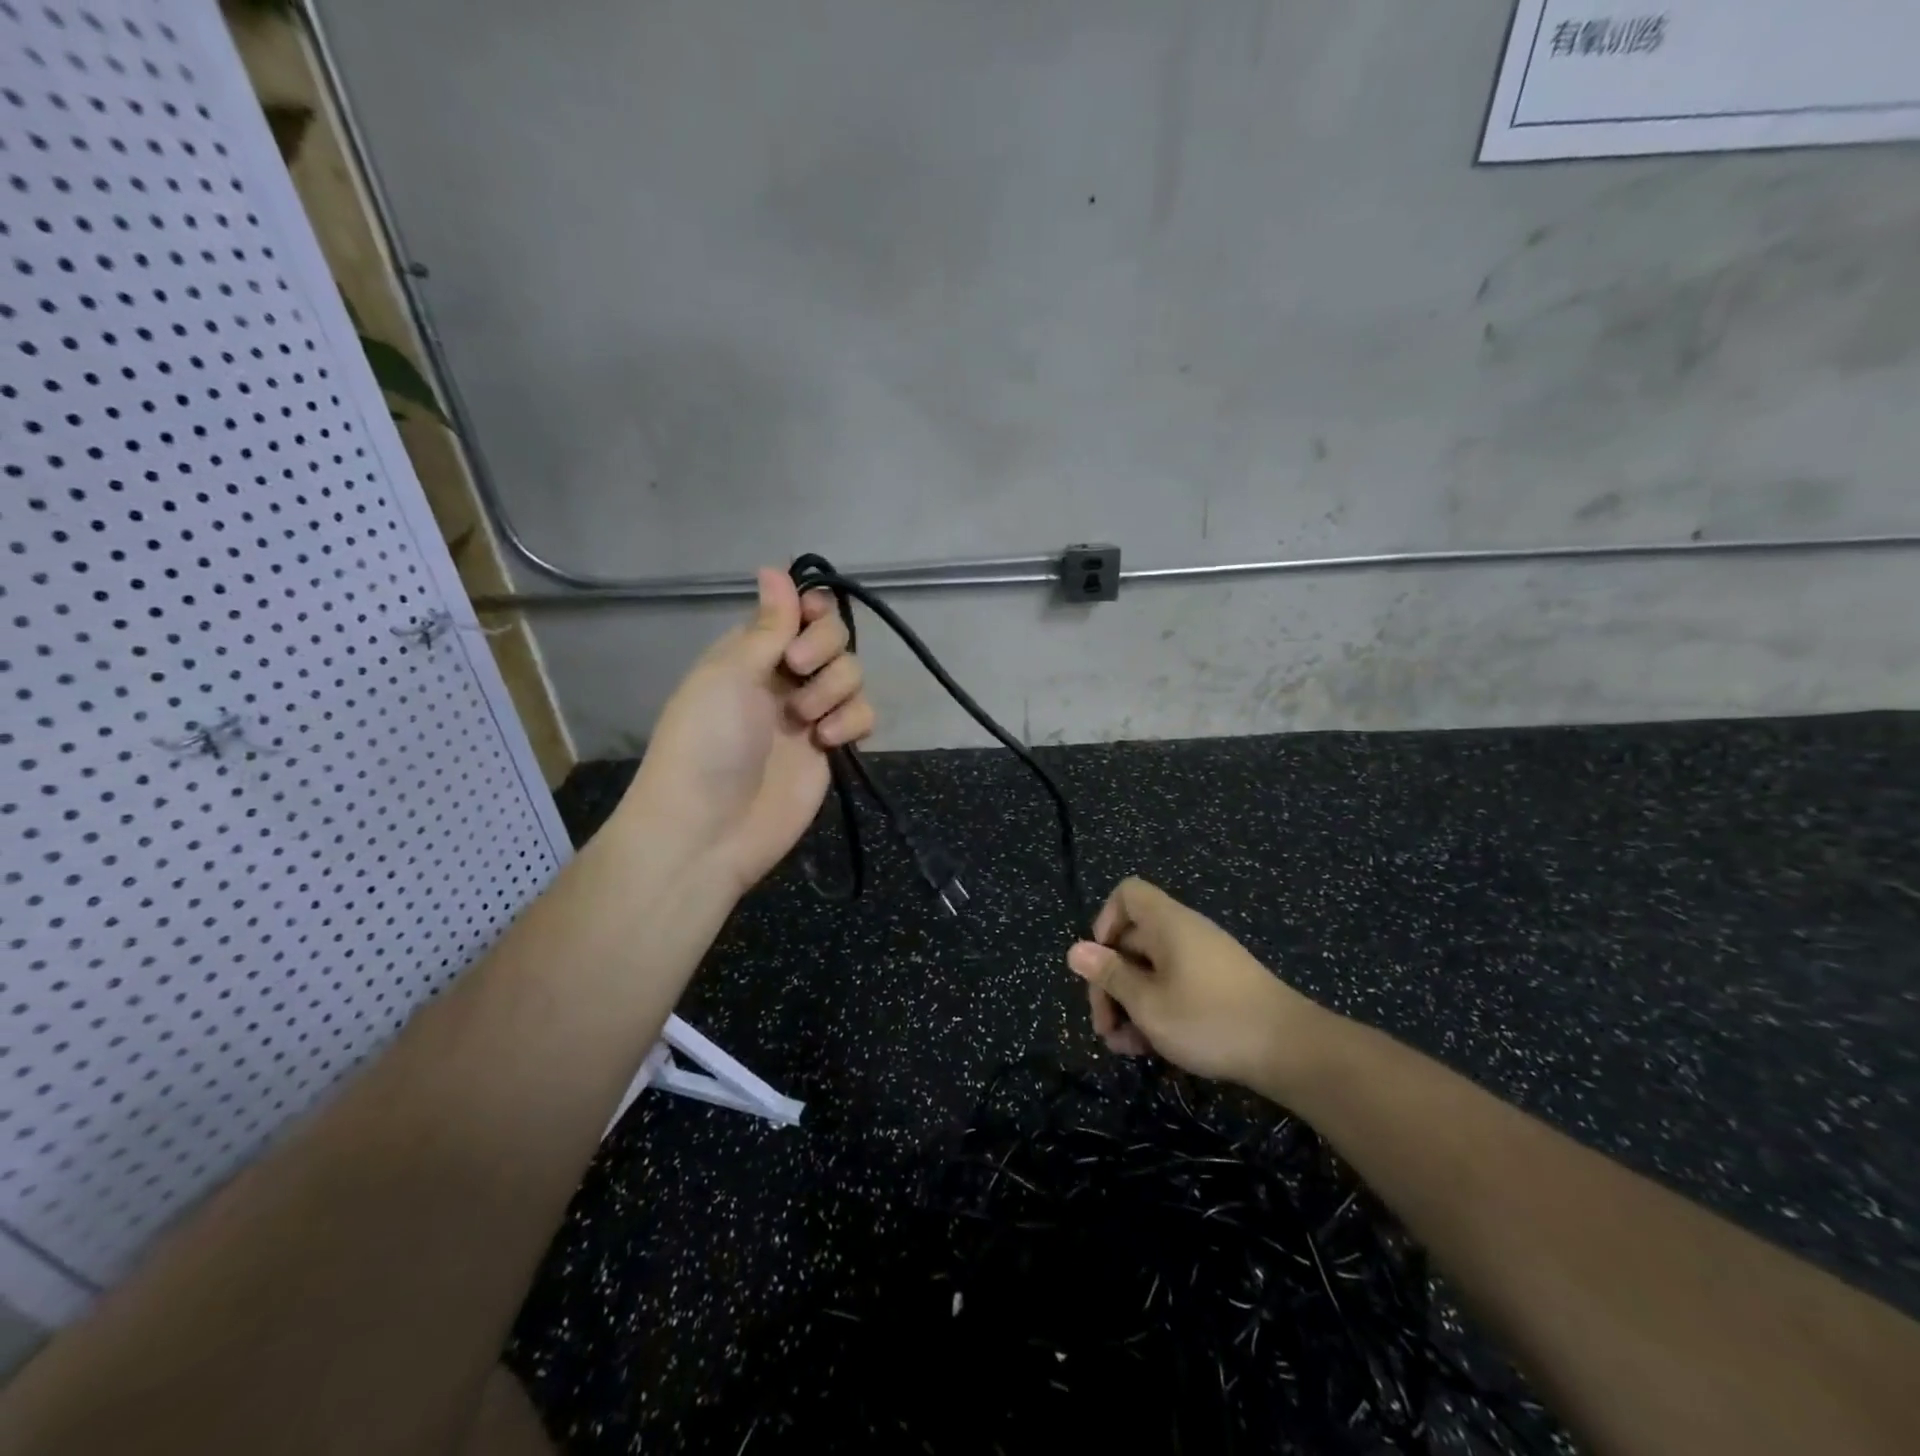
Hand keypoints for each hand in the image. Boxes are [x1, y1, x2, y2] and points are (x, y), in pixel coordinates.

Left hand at [621, 568, 875, 895]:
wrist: (710, 830)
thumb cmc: (707, 741)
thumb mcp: (729, 673)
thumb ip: (767, 625)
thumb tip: (774, 567)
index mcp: (751, 651)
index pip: (798, 610)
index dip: (812, 609)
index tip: (811, 617)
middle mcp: (783, 677)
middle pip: (834, 637)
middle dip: (824, 648)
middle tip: (798, 670)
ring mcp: (810, 713)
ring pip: (853, 674)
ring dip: (835, 689)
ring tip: (807, 722)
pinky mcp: (832, 748)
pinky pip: (863, 715)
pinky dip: (852, 722)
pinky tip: (827, 741)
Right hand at [1066, 877, 1319, 1091]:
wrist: (1291, 1050)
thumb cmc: (1209, 1019)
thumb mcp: (1148, 1003)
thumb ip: (1110, 976)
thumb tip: (1075, 950)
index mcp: (1167, 924)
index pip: (1126, 895)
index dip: (1104, 923)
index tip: (1101, 964)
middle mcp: (1184, 933)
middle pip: (1132, 939)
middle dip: (1111, 981)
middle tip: (1104, 1026)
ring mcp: (1204, 960)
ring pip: (1151, 970)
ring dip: (1130, 1004)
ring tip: (1124, 1047)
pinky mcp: (1219, 987)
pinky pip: (1174, 986)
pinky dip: (1157, 1010)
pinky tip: (1150, 1048)